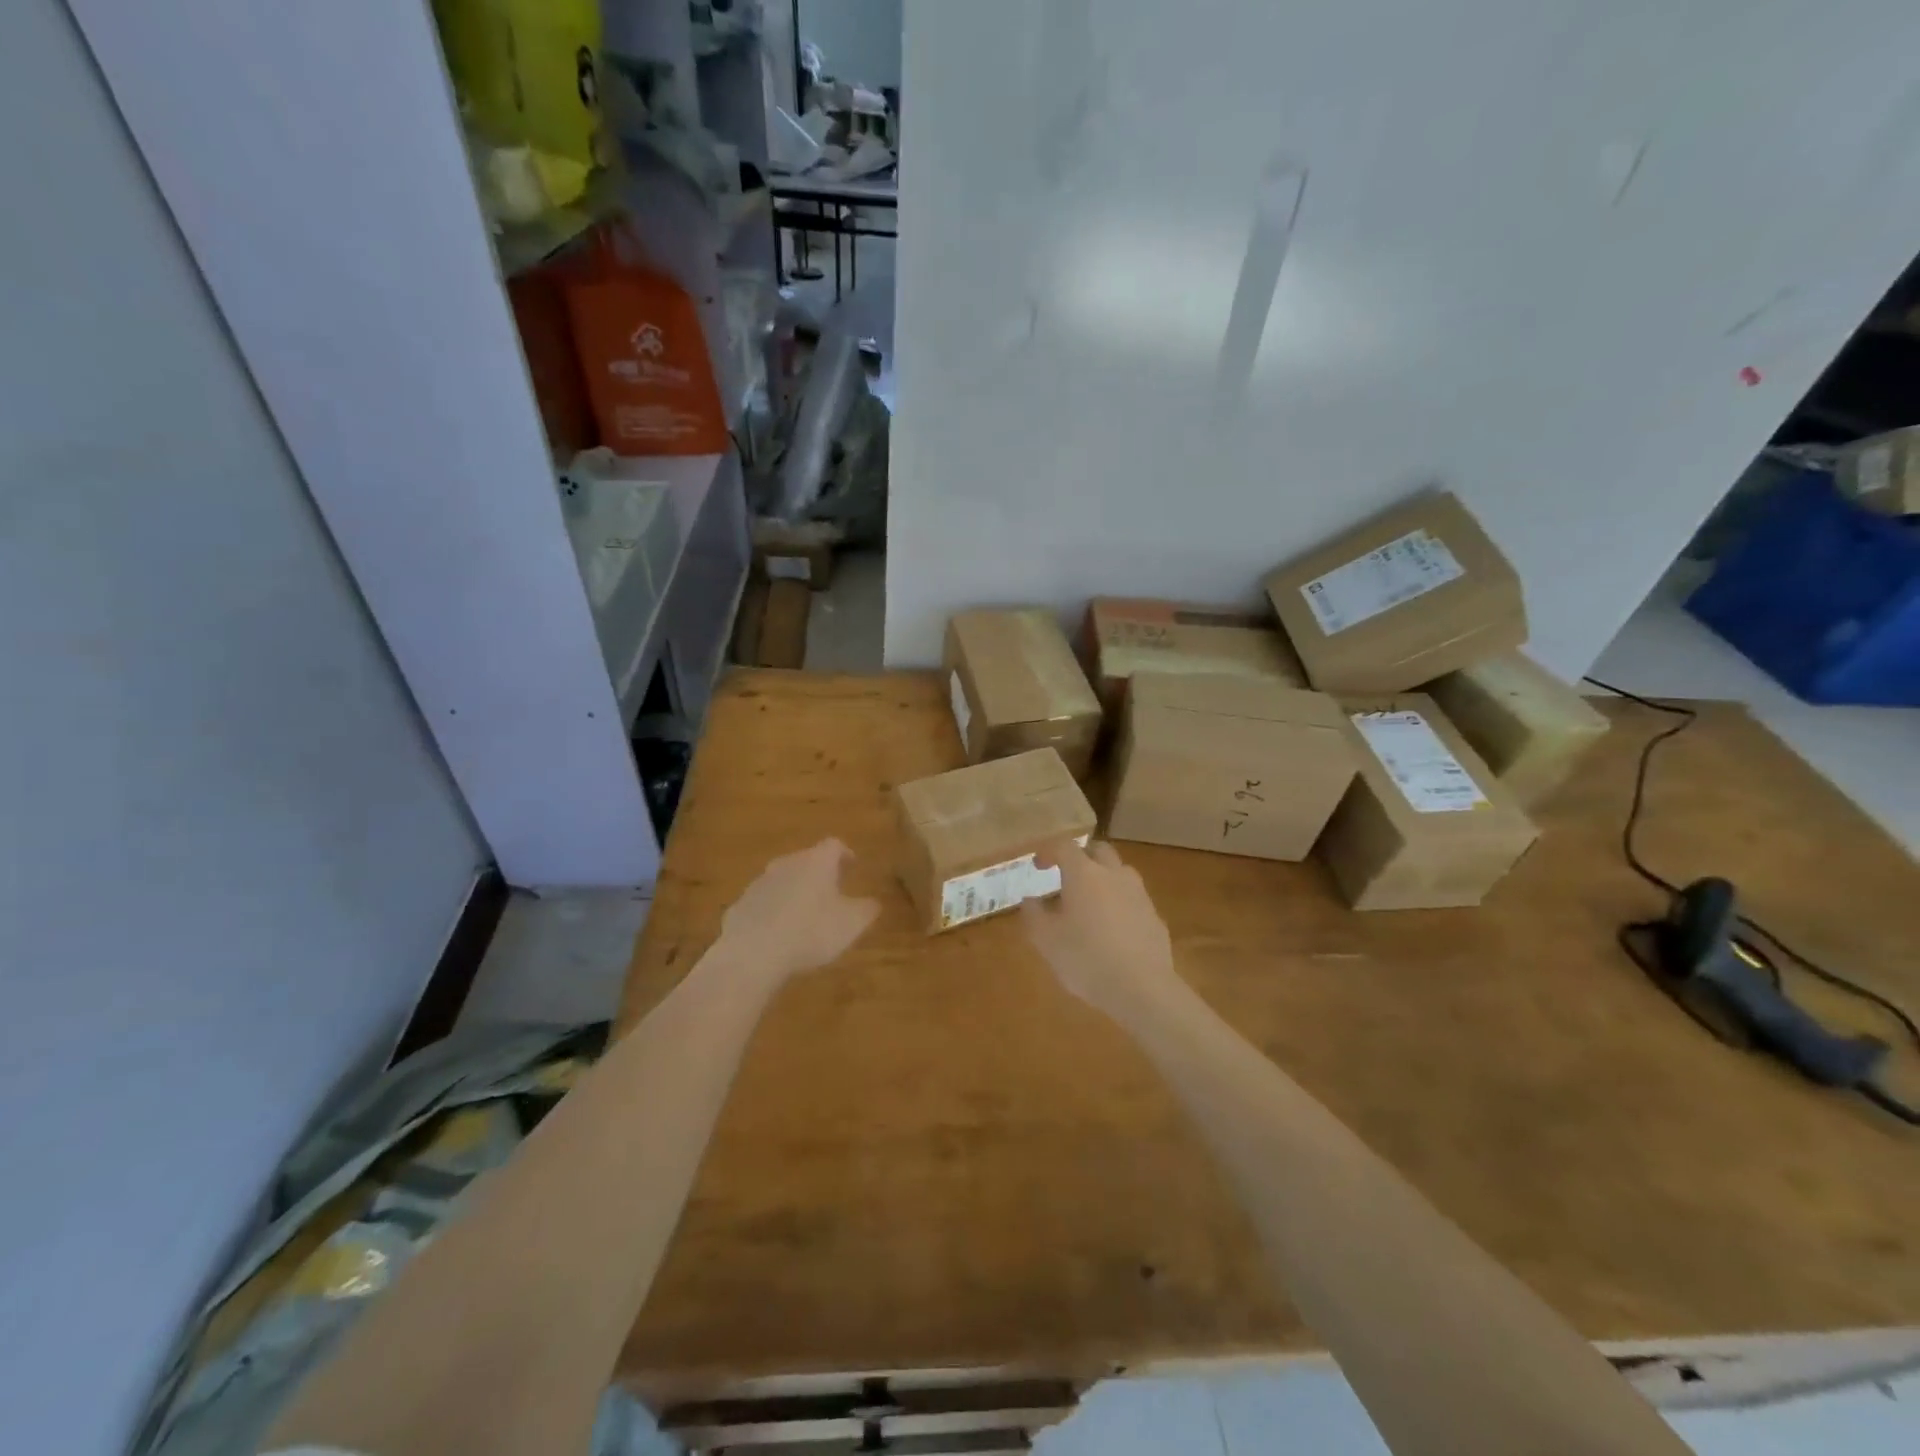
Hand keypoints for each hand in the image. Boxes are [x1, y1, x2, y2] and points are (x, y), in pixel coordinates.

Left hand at [716, 838, 879, 986]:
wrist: (753, 953)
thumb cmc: (811, 931)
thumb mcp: (852, 924)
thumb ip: (866, 909)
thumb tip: (873, 902)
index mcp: (817, 862)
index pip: (834, 845)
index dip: (845, 853)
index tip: (852, 864)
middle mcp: (787, 863)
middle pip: (806, 860)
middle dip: (819, 873)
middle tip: (831, 890)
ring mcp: (760, 883)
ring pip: (783, 880)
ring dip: (795, 891)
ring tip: (805, 914)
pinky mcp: (741, 905)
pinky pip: (764, 903)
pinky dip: (774, 911)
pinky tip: (779, 933)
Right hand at [1020, 840, 1182, 1026]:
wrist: (1142, 989)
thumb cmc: (1086, 959)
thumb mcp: (1046, 940)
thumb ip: (1034, 915)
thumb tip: (1030, 900)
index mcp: (1084, 874)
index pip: (1064, 847)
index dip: (1049, 851)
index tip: (1038, 865)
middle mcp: (1114, 875)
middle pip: (1099, 850)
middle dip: (1081, 857)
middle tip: (1067, 875)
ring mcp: (1139, 895)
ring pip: (1120, 873)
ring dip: (1104, 878)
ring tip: (1090, 902)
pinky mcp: (1155, 917)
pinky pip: (1133, 899)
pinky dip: (1120, 903)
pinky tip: (1112, 929)